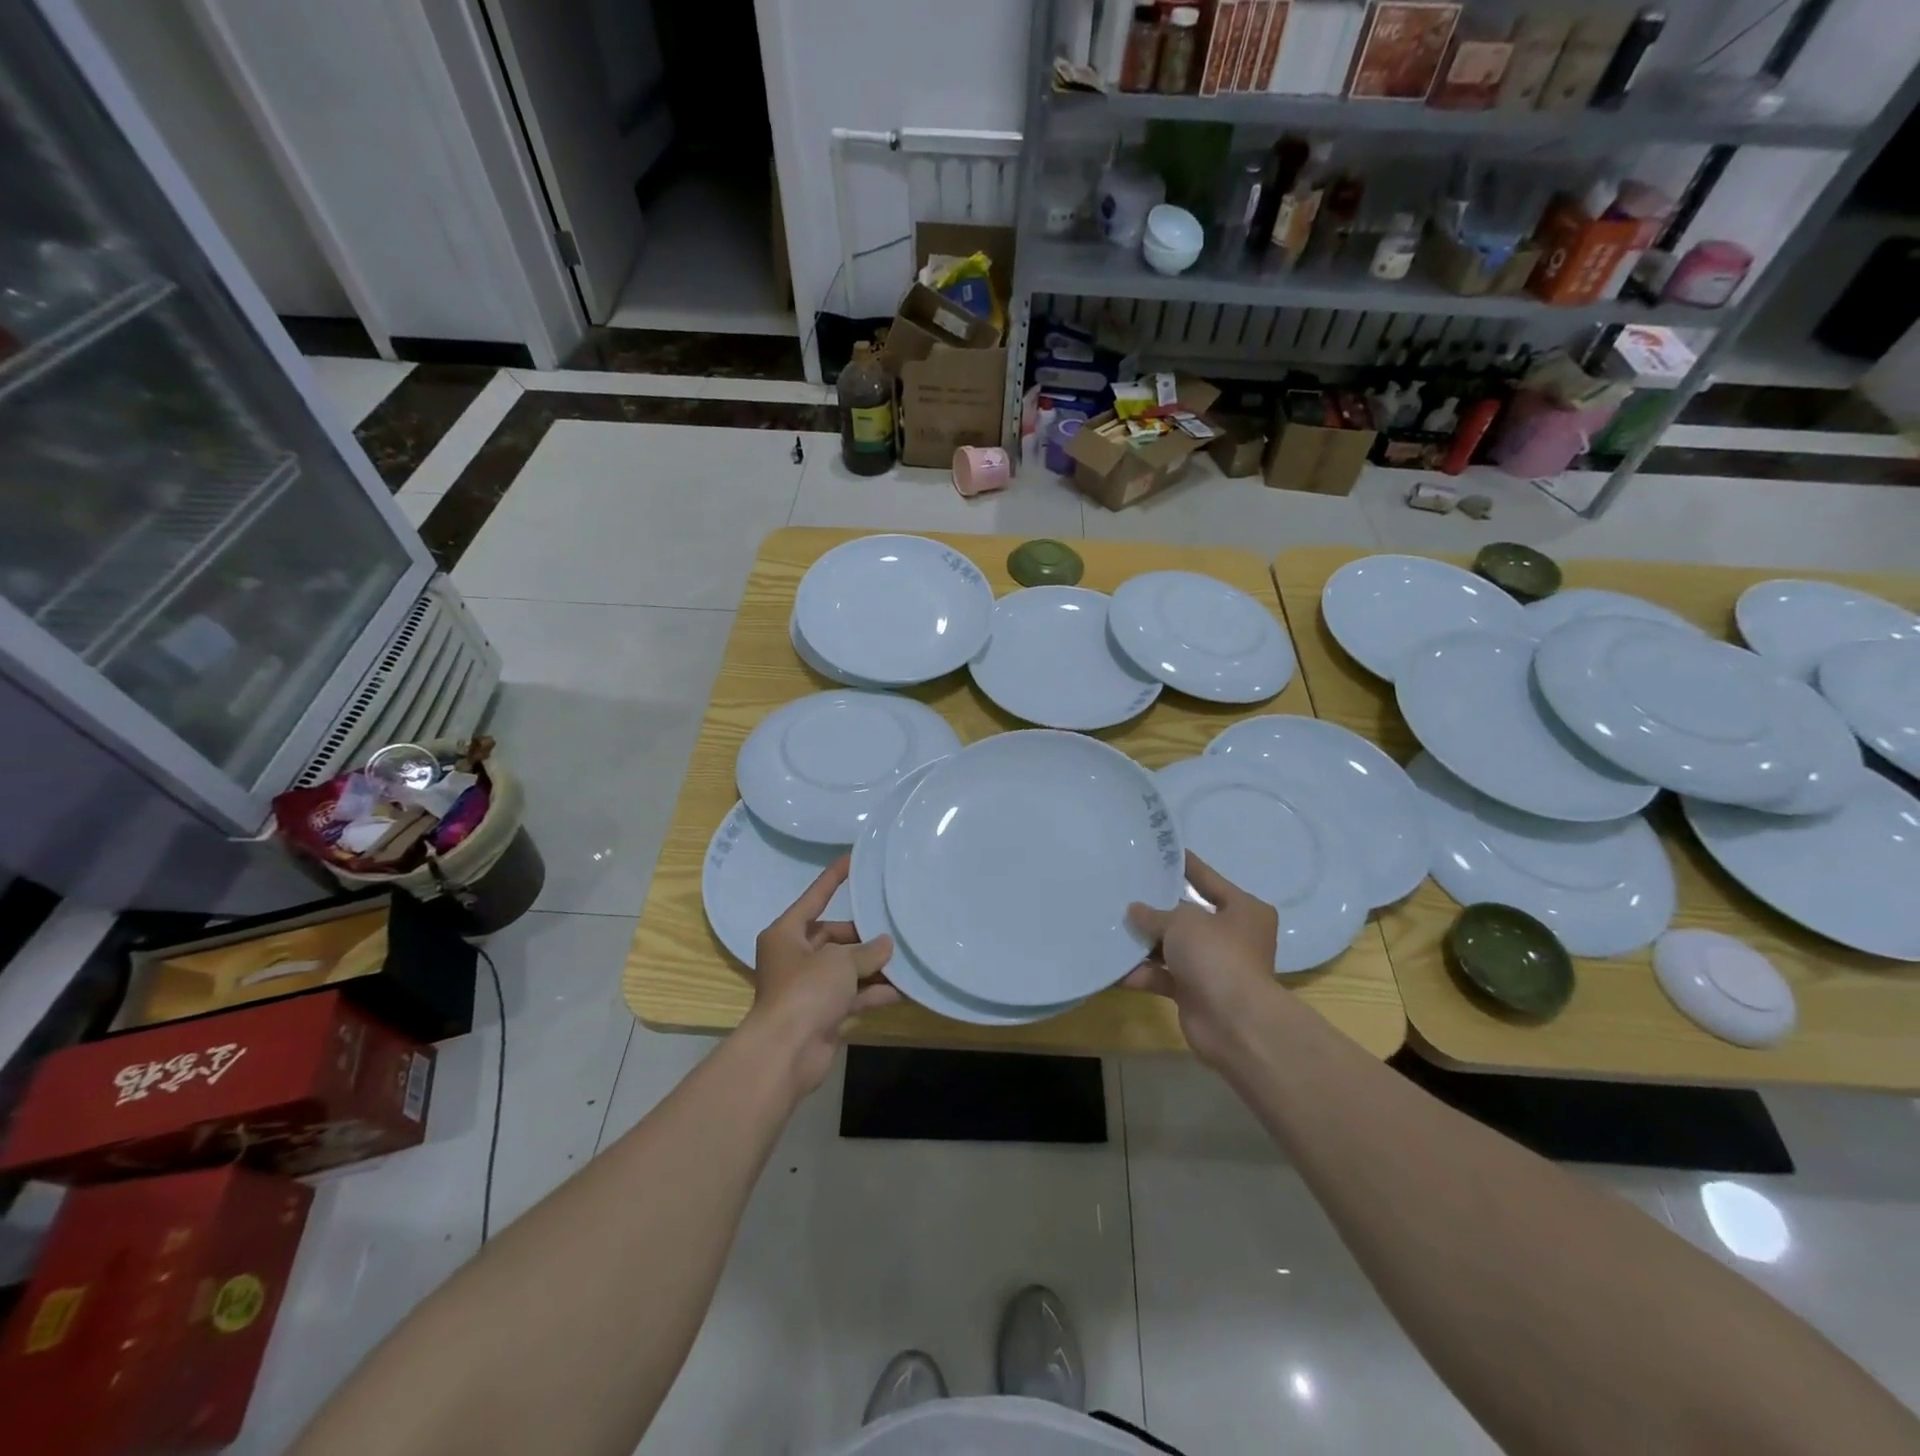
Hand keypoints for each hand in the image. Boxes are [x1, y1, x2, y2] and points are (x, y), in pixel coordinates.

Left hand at [745, 856, 897, 1095]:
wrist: (787, 1052)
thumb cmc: (806, 991)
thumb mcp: (840, 961)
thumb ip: (866, 951)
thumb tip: (886, 945)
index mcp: (786, 934)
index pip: (814, 897)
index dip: (834, 878)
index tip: (853, 858)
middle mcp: (794, 957)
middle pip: (833, 936)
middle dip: (863, 936)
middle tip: (893, 927)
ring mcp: (808, 987)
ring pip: (845, 968)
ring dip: (872, 966)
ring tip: (905, 956)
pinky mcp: (822, 1013)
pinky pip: (852, 995)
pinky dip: (873, 992)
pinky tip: (903, 989)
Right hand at [1125, 852, 1279, 1068]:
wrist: (1233, 1021)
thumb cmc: (1216, 955)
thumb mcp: (1182, 922)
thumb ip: (1154, 914)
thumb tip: (1134, 910)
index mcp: (1243, 910)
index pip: (1209, 880)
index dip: (1186, 867)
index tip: (1164, 852)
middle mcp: (1232, 936)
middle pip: (1188, 916)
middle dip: (1157, 909)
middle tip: (1125, 891)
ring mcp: (1214, 966)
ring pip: (1173, 947)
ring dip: (1146, 942)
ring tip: (1112, 926)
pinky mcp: (1196, 992)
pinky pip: (1164, 976)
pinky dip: (1143, 972)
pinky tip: (1115, 967)